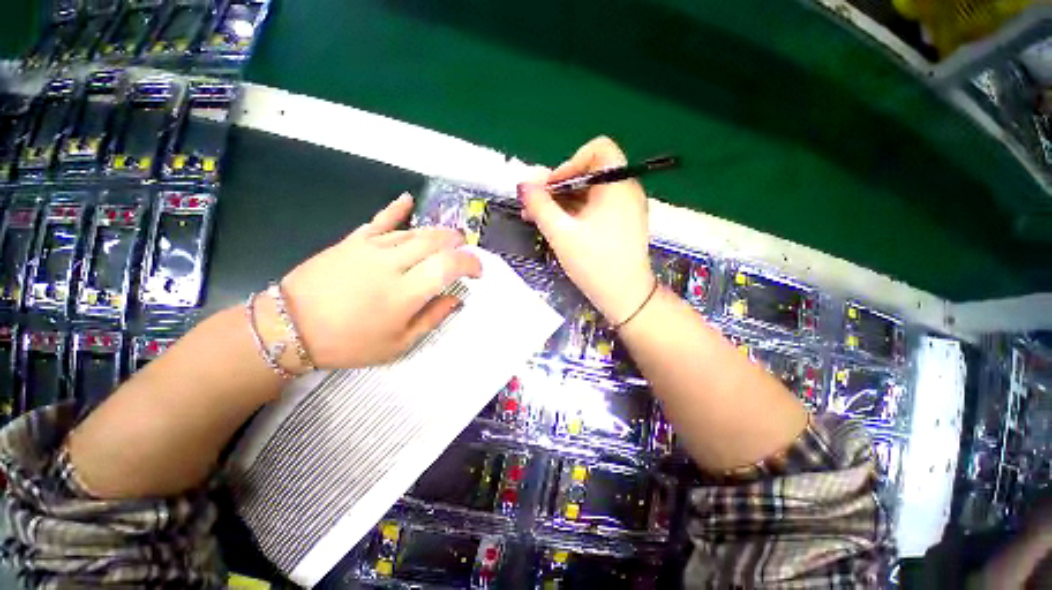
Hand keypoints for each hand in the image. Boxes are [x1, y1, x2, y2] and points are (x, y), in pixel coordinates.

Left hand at [279, 193, 481, 368]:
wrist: (290, 327)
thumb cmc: (349, 343)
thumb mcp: (398, 344)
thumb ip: (431, 318)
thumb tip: (455, 299)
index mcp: (405, 292)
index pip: (449, 266)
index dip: (470, 263)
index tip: (477, 272)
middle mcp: (392, 264)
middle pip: (436, 241)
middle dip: (458, 244)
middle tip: (464, 253)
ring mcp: (371, 248)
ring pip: (414, 231)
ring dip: (437, 234)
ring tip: (448, 240)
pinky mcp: (352, 241)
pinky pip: (379, 220)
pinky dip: (396, 209)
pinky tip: (408, 199)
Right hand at [519, 136, 654, 324]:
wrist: (625, 297)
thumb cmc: (595, 263)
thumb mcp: (561, 233)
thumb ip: (540, 206)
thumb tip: (523, 184)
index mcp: (617, 185)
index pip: (598, 149)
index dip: (570, 162)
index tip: (552, 187)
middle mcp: (625, 190)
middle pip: (589, 172)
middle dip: (559, 186)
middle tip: (535, 205)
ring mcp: (625, 208)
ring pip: (590, 193)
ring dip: (562, 201)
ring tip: (537, 218)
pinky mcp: (621, 223)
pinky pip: (595, 208)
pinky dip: (575, 212)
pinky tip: (556, 227)